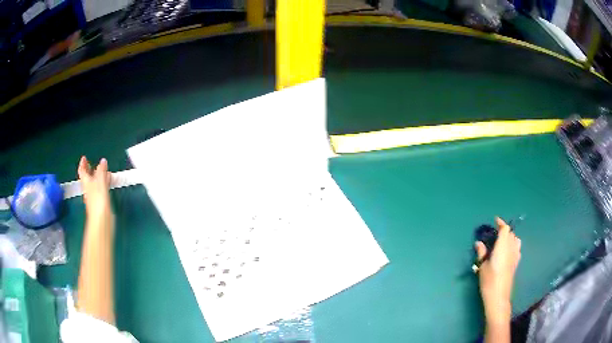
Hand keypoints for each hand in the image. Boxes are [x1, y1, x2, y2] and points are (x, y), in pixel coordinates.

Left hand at [78, 156, 112, 219]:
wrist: (101, 221)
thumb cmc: (99, 201)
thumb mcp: (100, 183)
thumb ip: (101, 172)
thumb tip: (102, 161)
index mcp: (87, 183)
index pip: (83, 172)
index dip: (83, 164)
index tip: (84, 157)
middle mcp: (89, 189)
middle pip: (87, 177)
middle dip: (89, 170)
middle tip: (91, 163)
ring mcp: (94, 196)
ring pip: (95, 183)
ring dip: (97, 176)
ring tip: (103, 171)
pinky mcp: (101, 202)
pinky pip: (101, 188)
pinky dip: (103, 183)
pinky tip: (108, 183)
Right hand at [475, 217, 520, 323]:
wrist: (499, 296)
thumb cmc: (489, 281)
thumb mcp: (482, 266)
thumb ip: (482, 253)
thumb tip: (479, 243)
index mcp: (503, 246)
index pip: (505, 229)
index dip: (501, 223)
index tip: (495, 220)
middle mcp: (511, 248)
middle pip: (511, 233)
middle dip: (504, 230)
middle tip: (495, 233)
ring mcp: (515, 255)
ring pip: (515, 240)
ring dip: (510, 237)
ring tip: (502, 241)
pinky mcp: (516, 263)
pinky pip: (517, 248)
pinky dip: (513, 245)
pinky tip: (507, 252)